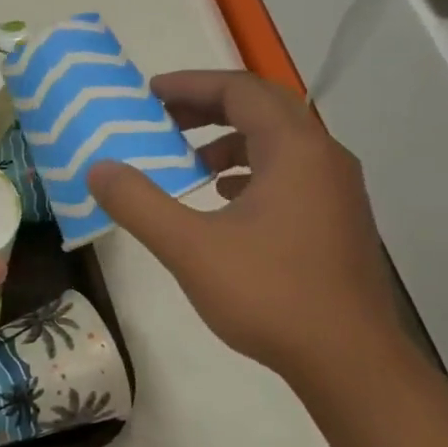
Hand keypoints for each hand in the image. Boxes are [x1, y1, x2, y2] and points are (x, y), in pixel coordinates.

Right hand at [87, 70, 399, 382]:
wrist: (349, 360)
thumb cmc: (269, 295)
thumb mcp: (190, 247)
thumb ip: (139, 204)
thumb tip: (99, 169)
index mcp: (294, 150)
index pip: (240, 91)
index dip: (191, 85)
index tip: (148, 94)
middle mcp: (323, 158)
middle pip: (263, 109)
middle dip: (208, 108)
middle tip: (162, 120)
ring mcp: (336, 191)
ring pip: (279, 143)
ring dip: (230, 141)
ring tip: (188, 162)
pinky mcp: (336, 221)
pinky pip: (289, 174)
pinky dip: (251, 171)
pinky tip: (224, 200)